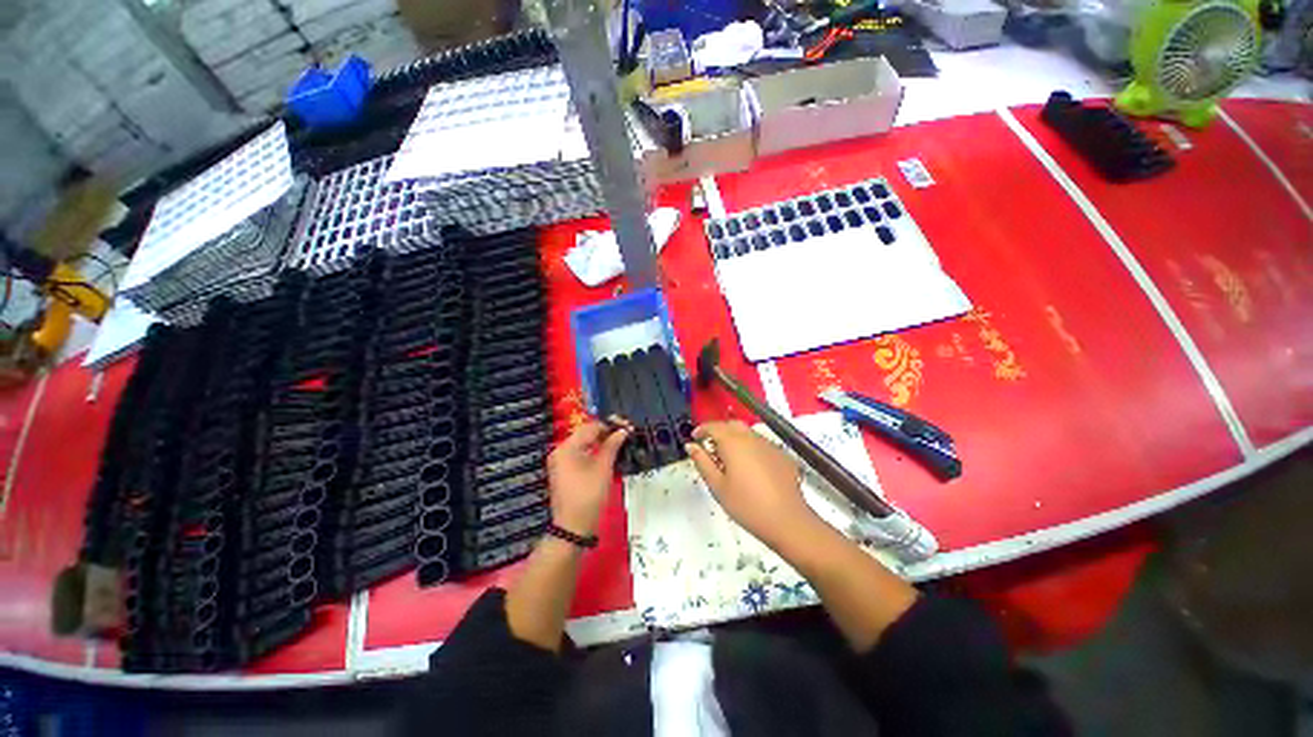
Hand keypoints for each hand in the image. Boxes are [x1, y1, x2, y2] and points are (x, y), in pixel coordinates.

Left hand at [546, 420, 629, 536]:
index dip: (610, 424)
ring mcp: (560, 461)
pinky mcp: (563, 471)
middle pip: (585, 434)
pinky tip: (607, 453)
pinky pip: (579, 453)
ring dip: (601, 441)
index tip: (627, 425)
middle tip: (625, 432)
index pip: (591, 427)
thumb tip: (623, 430)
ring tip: (619, 441)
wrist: (573, 526)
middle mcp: (560, 450)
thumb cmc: (589, 494)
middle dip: (606, 432)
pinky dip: (593, 451)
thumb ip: (612, 445)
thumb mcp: (603, 468)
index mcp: (567, 447)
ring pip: (583, 443)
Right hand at [685, 421, 817, 548]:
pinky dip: (751, 448)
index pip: (713, 426)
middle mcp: (752, 438)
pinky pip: (762, 444)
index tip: (695, 437)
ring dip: (736, 439)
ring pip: (748, 433)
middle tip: (710, 447)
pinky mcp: (782, 455)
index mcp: (733, 443)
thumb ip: (702, 462)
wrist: (787, 520)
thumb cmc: (747, 505)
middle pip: (732, 425)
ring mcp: (769, 445)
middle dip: (719, 431)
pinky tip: (751, 468)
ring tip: (730, 460)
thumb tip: (691, 446)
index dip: (701, 429)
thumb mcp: (717, 486)